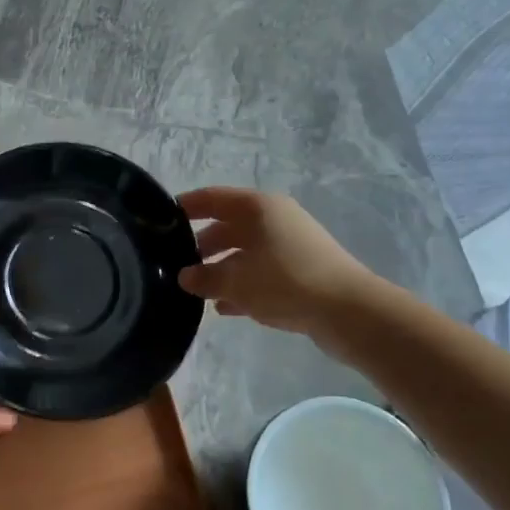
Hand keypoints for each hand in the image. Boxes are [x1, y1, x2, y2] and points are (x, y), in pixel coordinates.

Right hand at [178, 187, 385, 340]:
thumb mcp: (236, 281)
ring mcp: (289, 245)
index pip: (212, 198)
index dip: (186, 207)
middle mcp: (274, 219)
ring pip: (244, 252)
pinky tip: (225, 308)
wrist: (349, 312)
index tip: (160, 221)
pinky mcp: (301, 270)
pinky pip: (261, 272)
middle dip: (201, 246)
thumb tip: (185, 277)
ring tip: (197, 291)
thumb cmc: (286, 282)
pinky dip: (242, 285)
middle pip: (227, 226)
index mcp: (258, 208)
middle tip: (176, 265)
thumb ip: (205, 277)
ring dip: (221, 269)